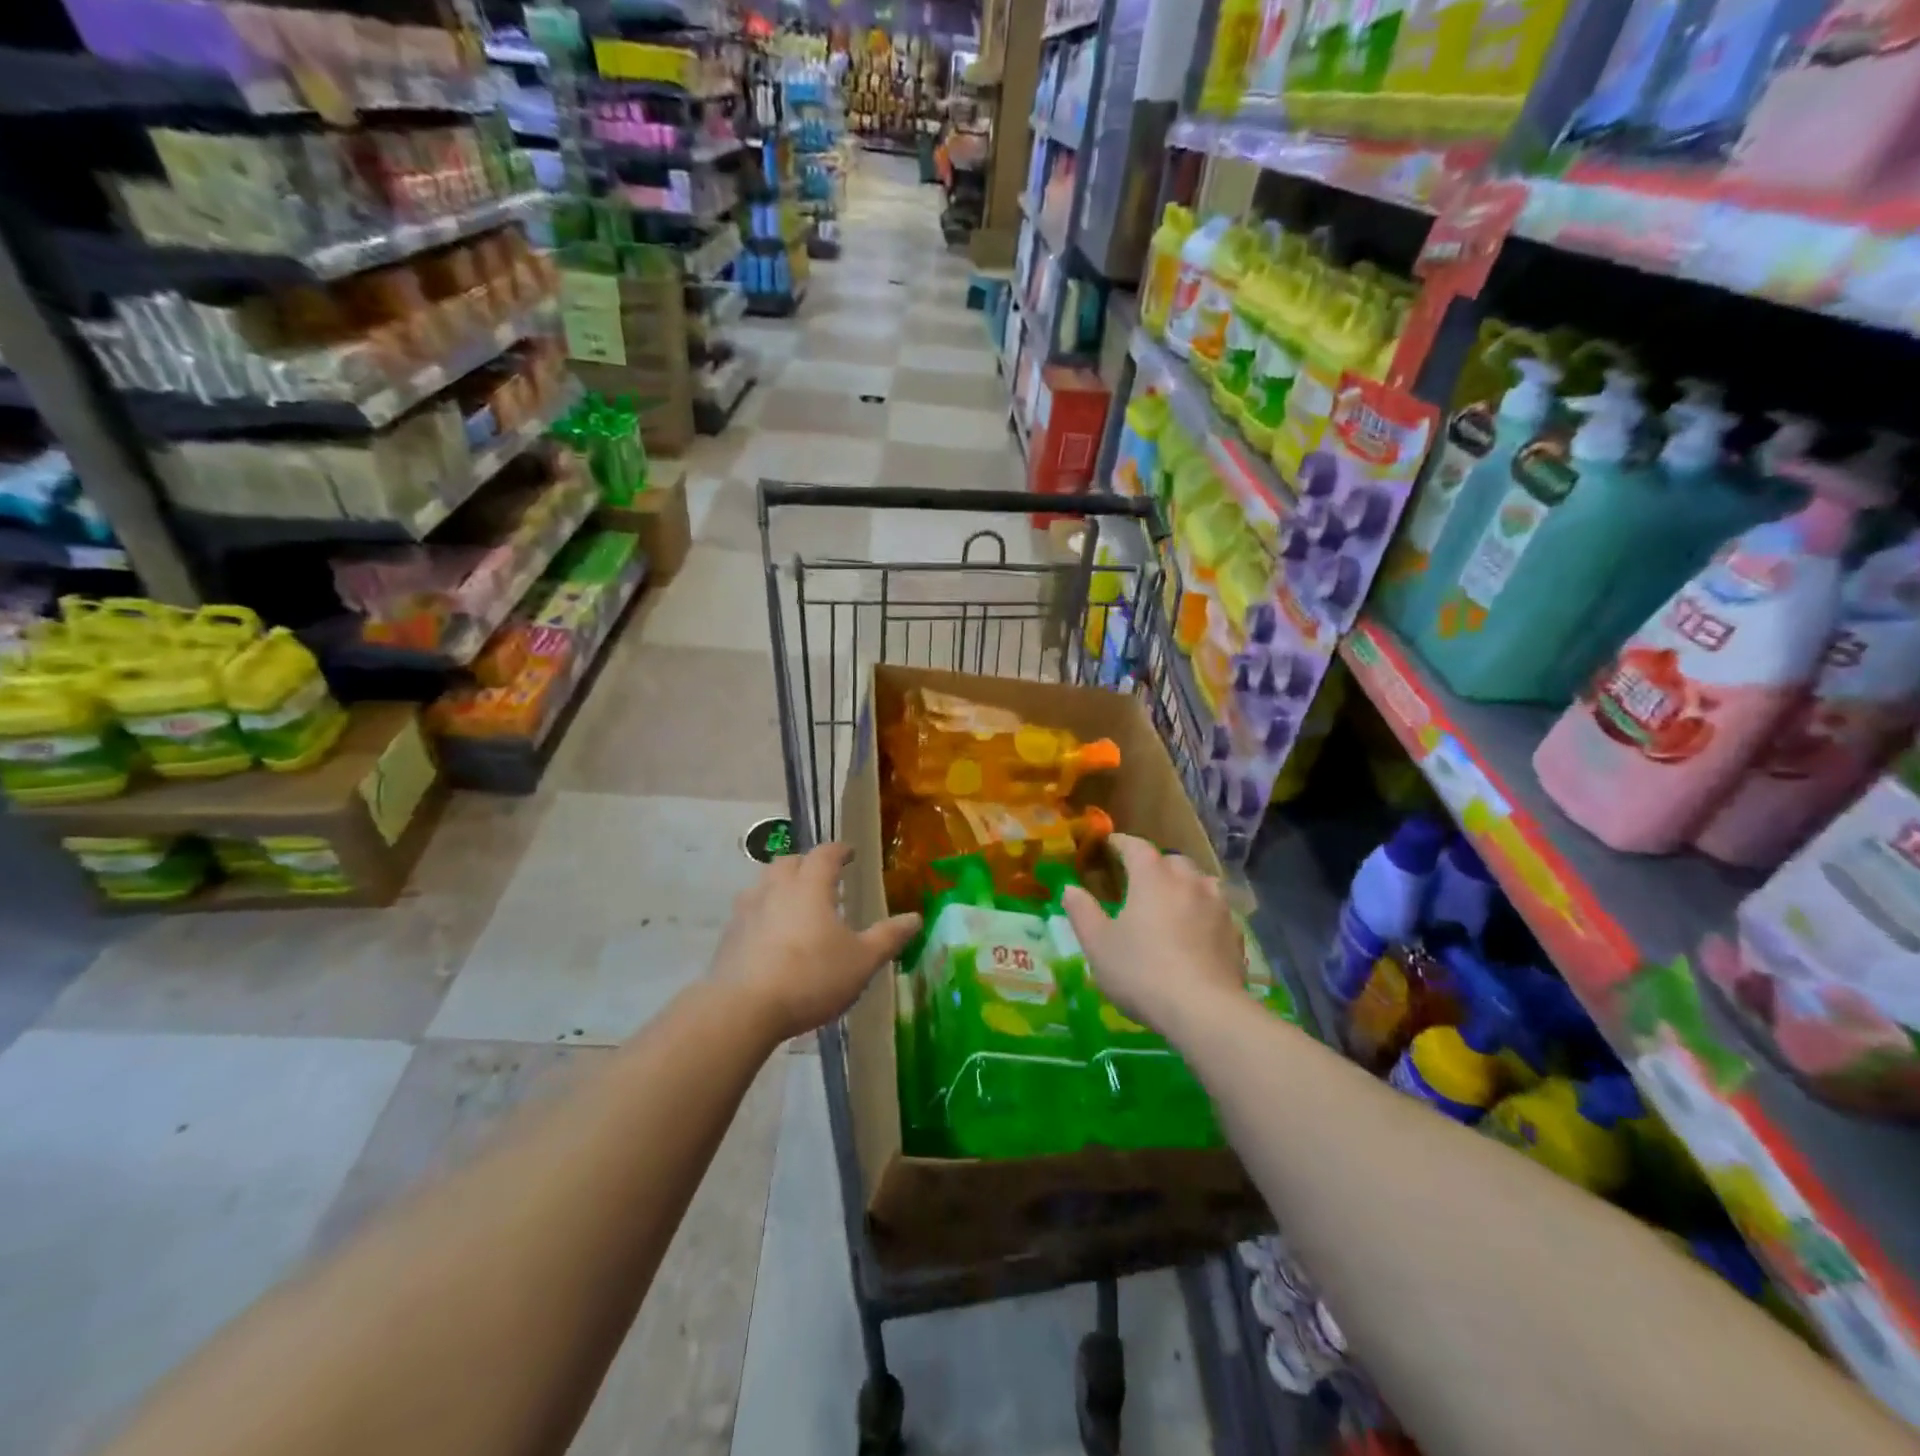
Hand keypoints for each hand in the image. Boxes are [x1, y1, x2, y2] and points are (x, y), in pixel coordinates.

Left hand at [711, 842, 921, 1042]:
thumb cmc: (810, 977)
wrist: (742, 1009)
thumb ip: (888, 937)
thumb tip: (915, 918)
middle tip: (823, 878)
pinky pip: (749, 910)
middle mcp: (776, 888)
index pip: (825, 854)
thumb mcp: (861, 961)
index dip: (839, 850)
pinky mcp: (729, 935)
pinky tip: (771, 935)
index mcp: (810, 886)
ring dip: (781, 885)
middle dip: (807, 864)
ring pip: (764, 883)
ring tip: (796, 904)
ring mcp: (747, 909)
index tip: (850, 853)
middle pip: (789, 862)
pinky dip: (763, 912)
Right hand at [1060, 833, 1245, 1034]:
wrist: (1205, 1011)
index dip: (1120, 843)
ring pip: (1200, 882)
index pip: (1135, 846)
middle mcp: (1188, 880)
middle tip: (1139, 881)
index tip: (1109, 845)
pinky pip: (1216, 911)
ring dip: (1184, 886)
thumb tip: (1069, 888)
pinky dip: (1203, 913)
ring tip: (1171, 904)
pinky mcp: (1236, 933)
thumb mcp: (1098, 945)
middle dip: (1155, 865)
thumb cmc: (1142, 971)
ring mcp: (1218, 905)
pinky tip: (1196, 933)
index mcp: (1152, 876)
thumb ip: (1082, 912)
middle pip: (1171, 861)